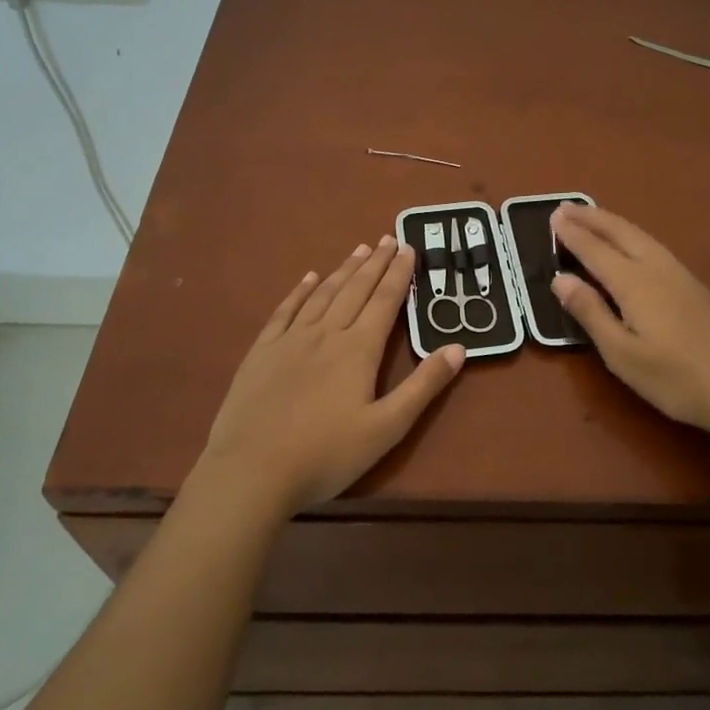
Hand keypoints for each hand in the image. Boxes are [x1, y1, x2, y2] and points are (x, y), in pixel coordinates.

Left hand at [196, 236, 464, 518]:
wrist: (251, 471)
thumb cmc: (326, 455)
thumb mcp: (386, 428)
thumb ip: (423, 387)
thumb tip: (458, 347)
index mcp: (358, 350)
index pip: (385, 302)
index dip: (399, 274)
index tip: (408, 248)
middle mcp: (326, 334)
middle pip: (355, 290)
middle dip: (375, 264)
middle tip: (388, 238)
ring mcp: (290, 340)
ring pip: (323, 295)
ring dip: (343, 270)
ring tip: (359, 250)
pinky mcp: (262, 352)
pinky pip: (285, 311)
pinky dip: (300, 291)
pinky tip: (309, 278)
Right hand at [550, 204, 709, 438]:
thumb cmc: (677, 379)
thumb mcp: (623, 355)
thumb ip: (590, 313)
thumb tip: (559, 278)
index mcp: (635, 283)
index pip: (595, 250)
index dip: (572, 234)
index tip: (552, 217)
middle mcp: (657, 268)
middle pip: (620, 232)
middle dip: (592, 218)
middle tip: (566, 206)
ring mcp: (681, 275)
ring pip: (641, 236)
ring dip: (612, 223)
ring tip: (593, 217)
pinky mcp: (696, 287)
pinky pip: (654, 246)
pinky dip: (632, 236)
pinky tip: (632, 246)